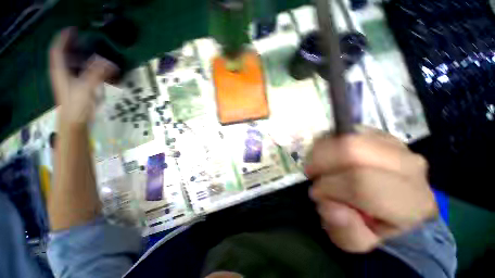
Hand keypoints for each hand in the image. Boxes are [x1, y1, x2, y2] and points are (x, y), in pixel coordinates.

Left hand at [49, 28, 116, 125]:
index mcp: (60, 71)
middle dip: (73, 45)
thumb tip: (110, 63)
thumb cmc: (77, 105)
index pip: (58, 50)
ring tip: (92, 52)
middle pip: (64, 55)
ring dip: (81, 56)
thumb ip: (97, 74)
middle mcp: (62, 73)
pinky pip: (79, 72)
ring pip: (72, 63)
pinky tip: (96, 69)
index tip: (73, 29)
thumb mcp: (86, 88)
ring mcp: (68, 81)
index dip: (64, 38)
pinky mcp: (76, 87)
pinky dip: (87, 67)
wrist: (74, 122)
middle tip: (85, 40)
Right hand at [306, 129, 436, 252]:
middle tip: (311, 172)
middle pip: (353, 151)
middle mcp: (410, 167)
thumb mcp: (357, 241)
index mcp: (411, 202)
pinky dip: (328, 142)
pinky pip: (346, 131)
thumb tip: (330, 207)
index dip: (329, 187)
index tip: (316, 194)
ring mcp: (397, 145)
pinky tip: (328, 155)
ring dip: (322, 150)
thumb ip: (346, 232)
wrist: (394, 203)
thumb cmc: (375, 225)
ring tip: (318, 164)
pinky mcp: (381, 134)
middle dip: (321, 161)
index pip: (361, 184)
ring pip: (347, 137)